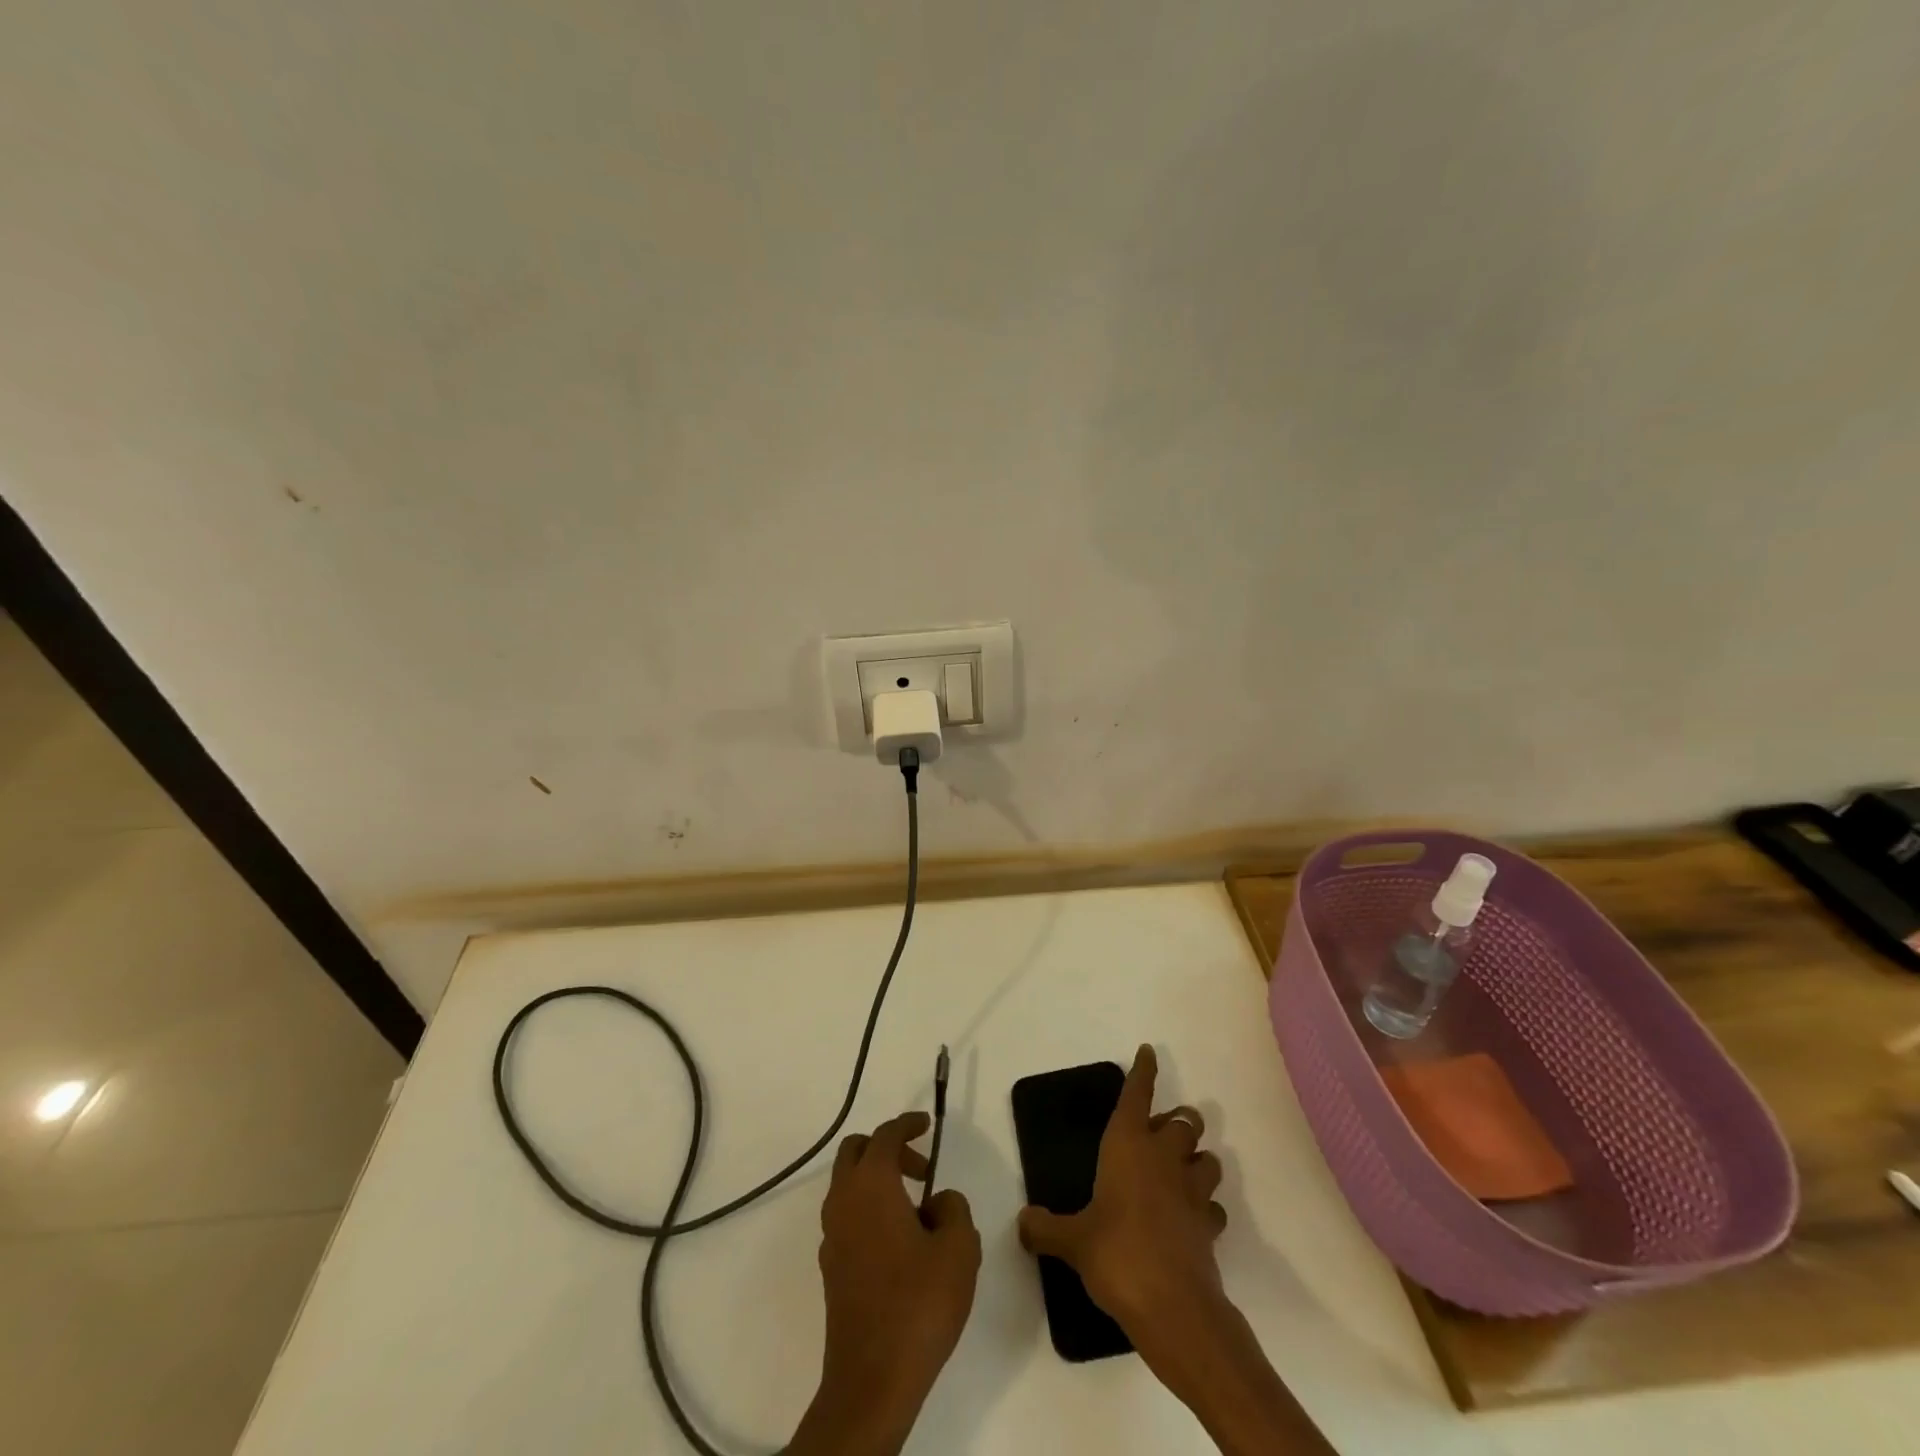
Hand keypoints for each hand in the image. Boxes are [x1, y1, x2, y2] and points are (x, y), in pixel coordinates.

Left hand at [788, 1112, 980, 1455]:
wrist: (872, 1379)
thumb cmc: (918, 1303)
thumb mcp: (958, 1248)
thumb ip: (953, 1209)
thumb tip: (937, 1201)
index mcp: (872, 1184)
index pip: (886, 1135)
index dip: (907, 1124)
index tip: (927, 1124)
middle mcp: (844, 1200)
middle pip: (856, 1151)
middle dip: (887, 1149)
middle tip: (920, 1169)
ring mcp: (832, 1234)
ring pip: (848, 1184)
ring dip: (878, 1180)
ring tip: (917, 1209)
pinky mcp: (830, 1266)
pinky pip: (847, 1215)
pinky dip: (869, 1209)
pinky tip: (898, 1241)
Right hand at [1019, 1047, 1332, 1454]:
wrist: (1173, 1307)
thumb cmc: (1117, 1254)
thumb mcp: (1072, 1241)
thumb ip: (1045, 1228)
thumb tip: (1023, 1222)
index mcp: (1128, 1145)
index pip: (1137, 1095)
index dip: (1144, 1071)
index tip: (1149, 1052)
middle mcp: (1163, 1158)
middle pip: (1185, 1121)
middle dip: (1178, 1120)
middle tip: (1162, 1132)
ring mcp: (1191, 1191)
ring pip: (1208, 1158)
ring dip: (1198, 1159)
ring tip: (1183, 1170)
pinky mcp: (1209, 1226)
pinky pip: (1213, 1205)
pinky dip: (1206, 1206)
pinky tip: (1193, 1218)